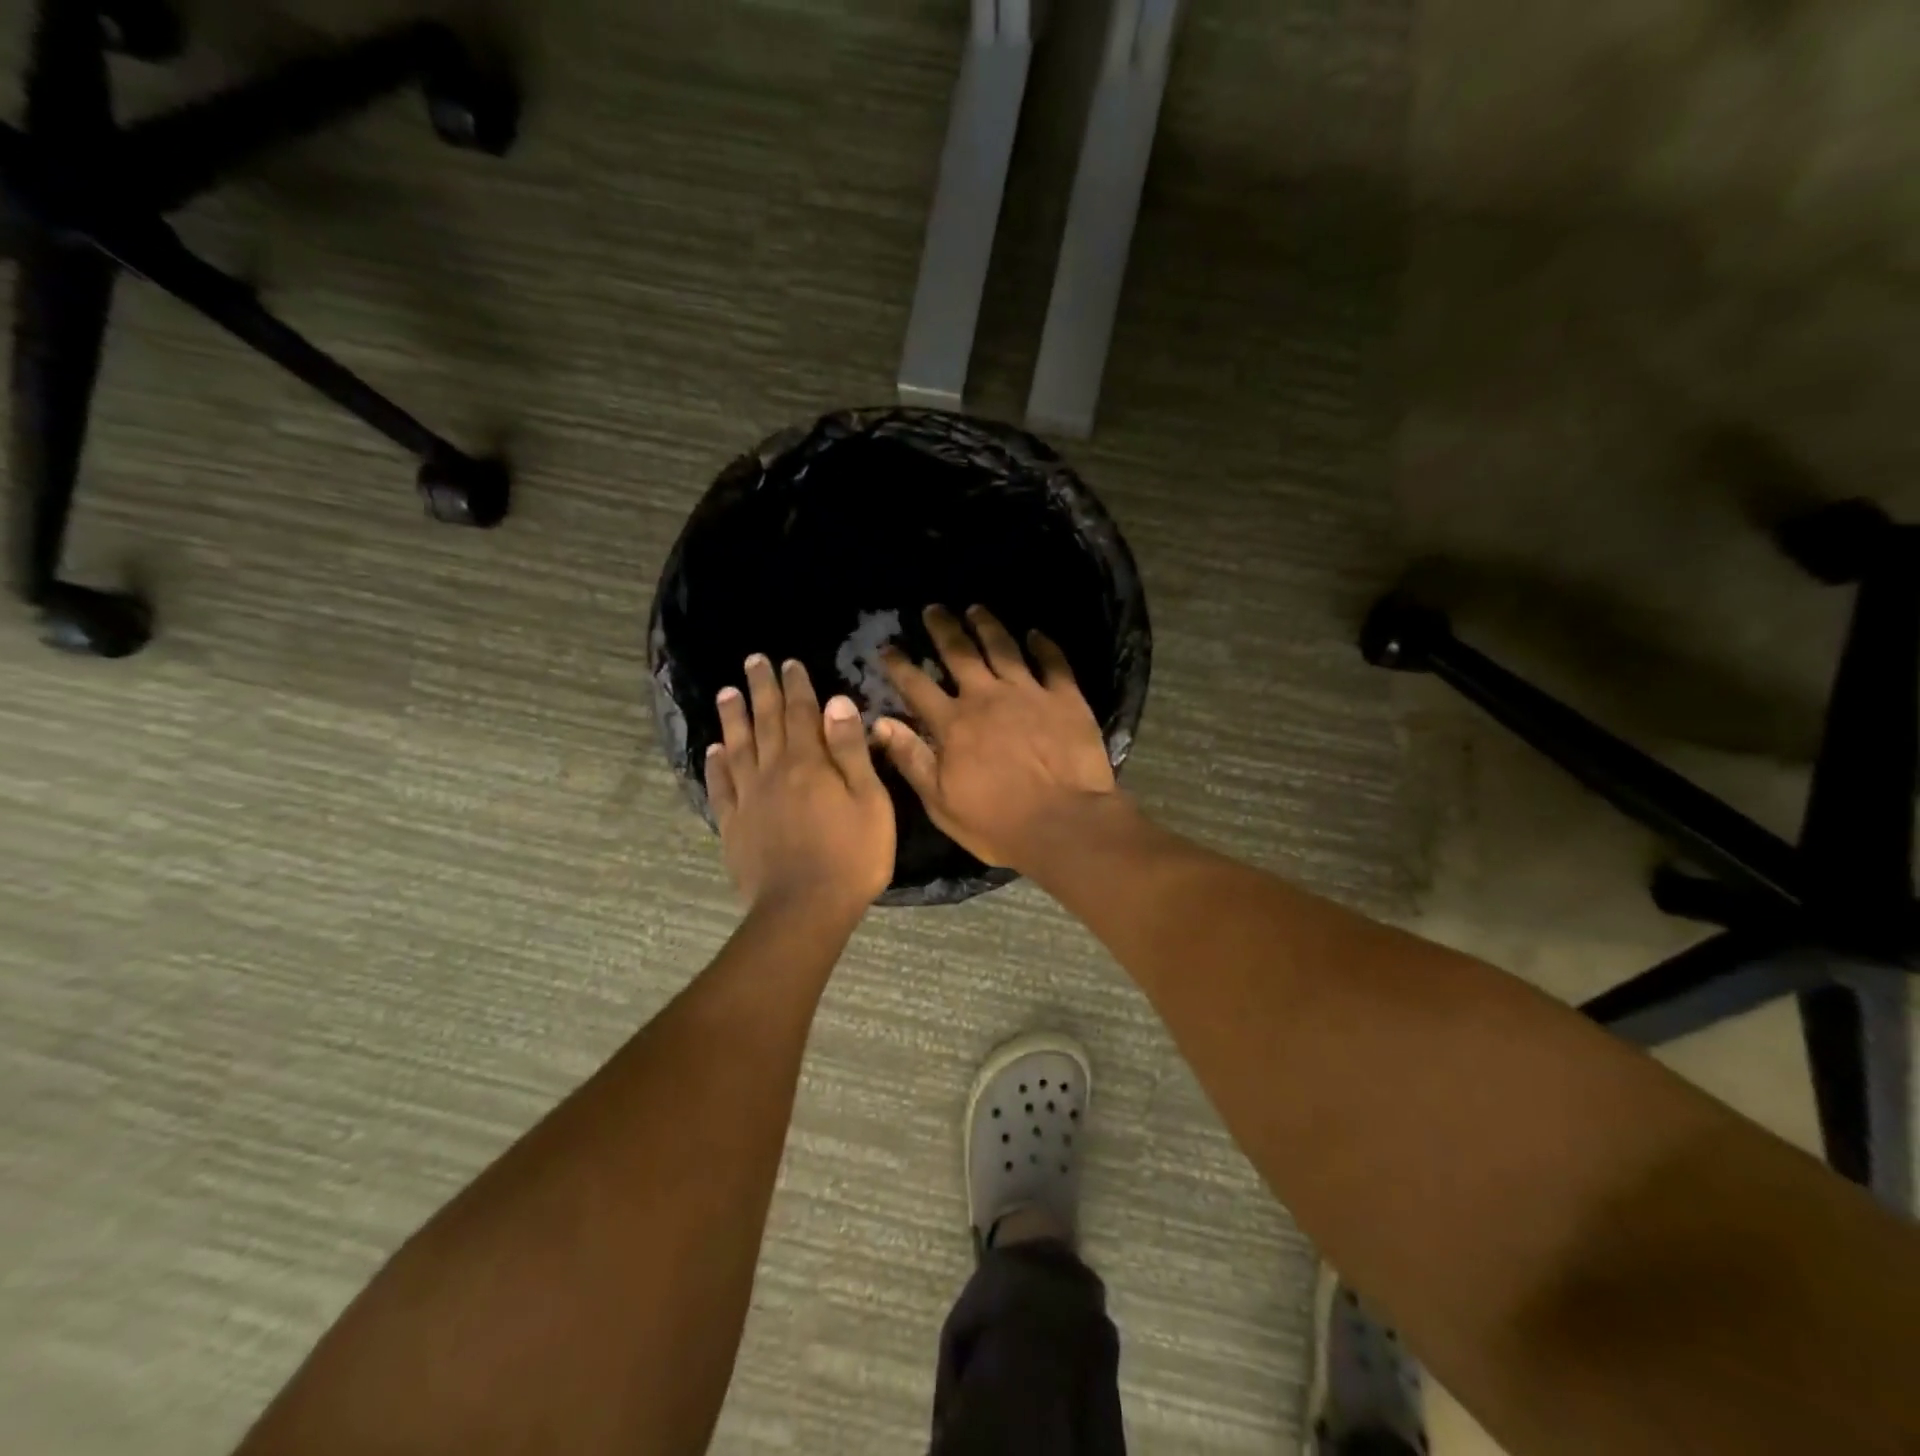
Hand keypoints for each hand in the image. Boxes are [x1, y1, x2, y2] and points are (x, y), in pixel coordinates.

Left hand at [706, 655, 895, 915]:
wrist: (804, 909)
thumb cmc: (852, 856)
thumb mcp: (870, 801)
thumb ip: (851, 751)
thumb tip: (837, 702)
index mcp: (809, 763)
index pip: (802, 713)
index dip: (796, 686)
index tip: (789, 663)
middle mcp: (773, 771)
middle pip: (766, 722)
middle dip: (761, 689)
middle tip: (753, 661)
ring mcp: (749, 798)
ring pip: (738, 747)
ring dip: (733, 718)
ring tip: (727, 692)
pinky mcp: (733, 825)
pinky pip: (721, 786)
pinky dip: (716, 765)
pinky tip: (714, 750)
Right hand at [873, 605, 1116, 870]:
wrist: (1064, 823)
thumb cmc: (997, 822)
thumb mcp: (940, 801)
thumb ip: (911, 759)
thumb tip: (879, 722)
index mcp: (953, 723)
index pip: (917, 685)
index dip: (899, 665)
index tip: (887, 647)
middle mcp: (987, 697)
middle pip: (959, 653)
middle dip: (943, 628)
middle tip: (933, 609)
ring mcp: (1028, 693)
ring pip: (1003, 648)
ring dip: (987, 625)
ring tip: (976, 608)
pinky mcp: (1065, 698)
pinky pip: (1053, 662)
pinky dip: (1043, 645)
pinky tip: (1036, 633)